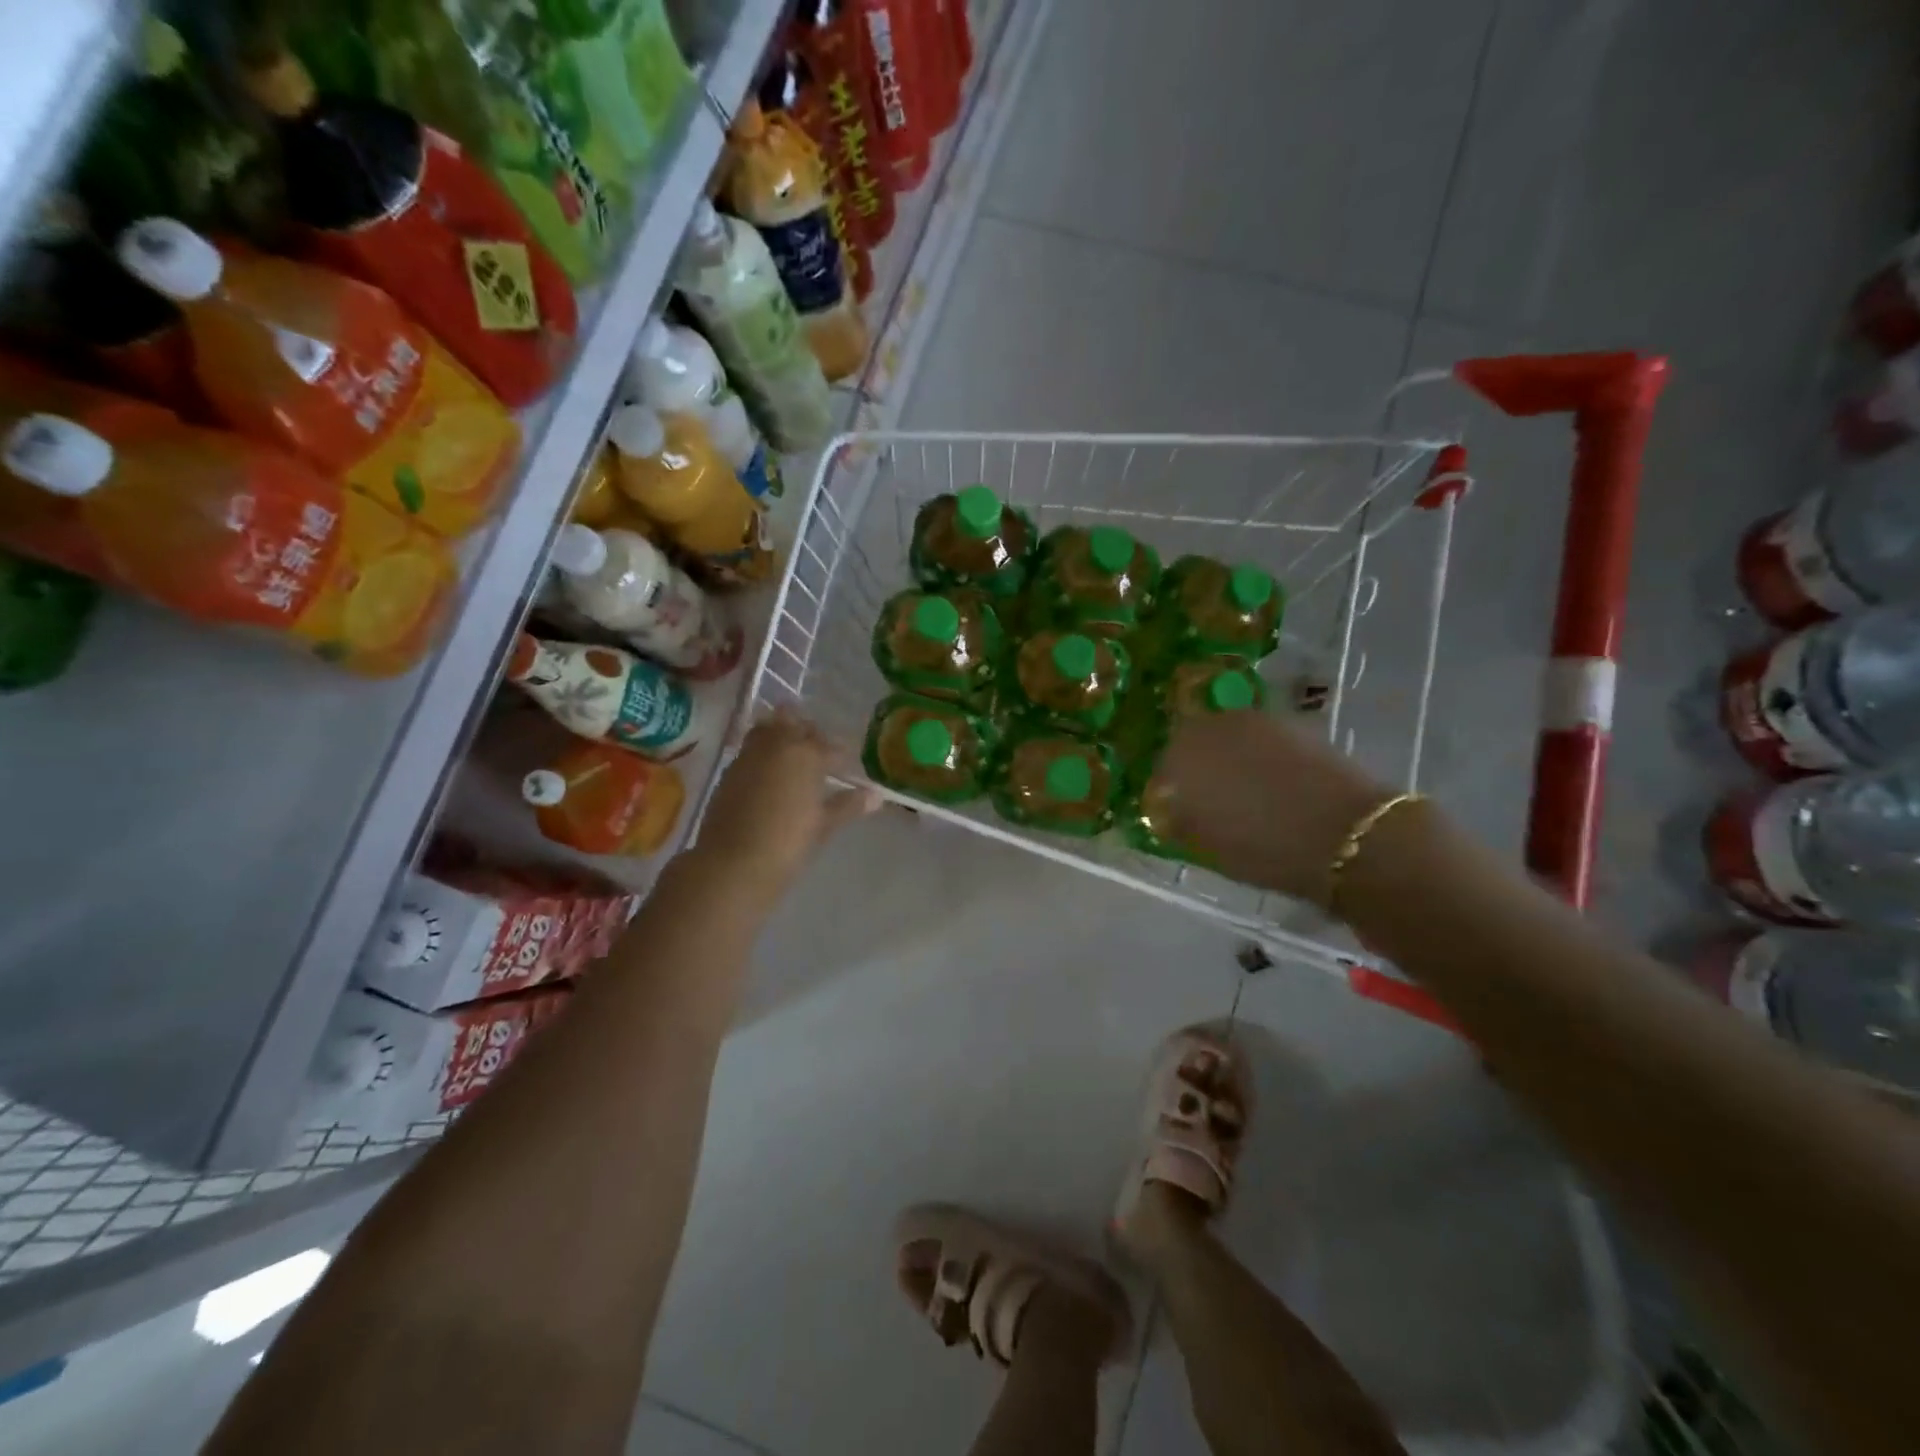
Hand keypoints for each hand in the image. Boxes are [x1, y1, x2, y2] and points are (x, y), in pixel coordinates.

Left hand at [695, 709, 878, 896]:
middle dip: (810, 734)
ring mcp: (749, 755)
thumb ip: (849, 805)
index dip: (842, 756)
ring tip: (794, 757)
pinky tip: (770, 775)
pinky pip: (752, 749)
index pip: (831, 747)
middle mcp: (777, 745)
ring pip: (769, 729)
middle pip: (796, 725)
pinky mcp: (730, 770)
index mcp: (807, 754)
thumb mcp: (824, 824)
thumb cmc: (787, 842)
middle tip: (820, 755)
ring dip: (783, 735)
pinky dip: (764, 752)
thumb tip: (876, 796)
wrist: (733, 863)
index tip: (847, 766)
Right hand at [1156, 711, 1389, 906]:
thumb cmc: (1264, 849)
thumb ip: (1178, 821)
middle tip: (1209, 799)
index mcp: (1180, 756)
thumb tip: (1167, 811)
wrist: (1345, 835)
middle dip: (1196, 766)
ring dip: (1229, 758)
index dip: (1169, 792)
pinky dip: (1260, 756)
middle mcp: (1210, 727)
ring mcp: (1254, 720)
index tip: (1178, 813)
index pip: (1161, 769)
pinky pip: (1261, 739)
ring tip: (1245, 791)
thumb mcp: (1207, 846)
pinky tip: (1274, 784)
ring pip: (1227, 737)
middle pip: (1192, 742)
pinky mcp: (1291, 724)